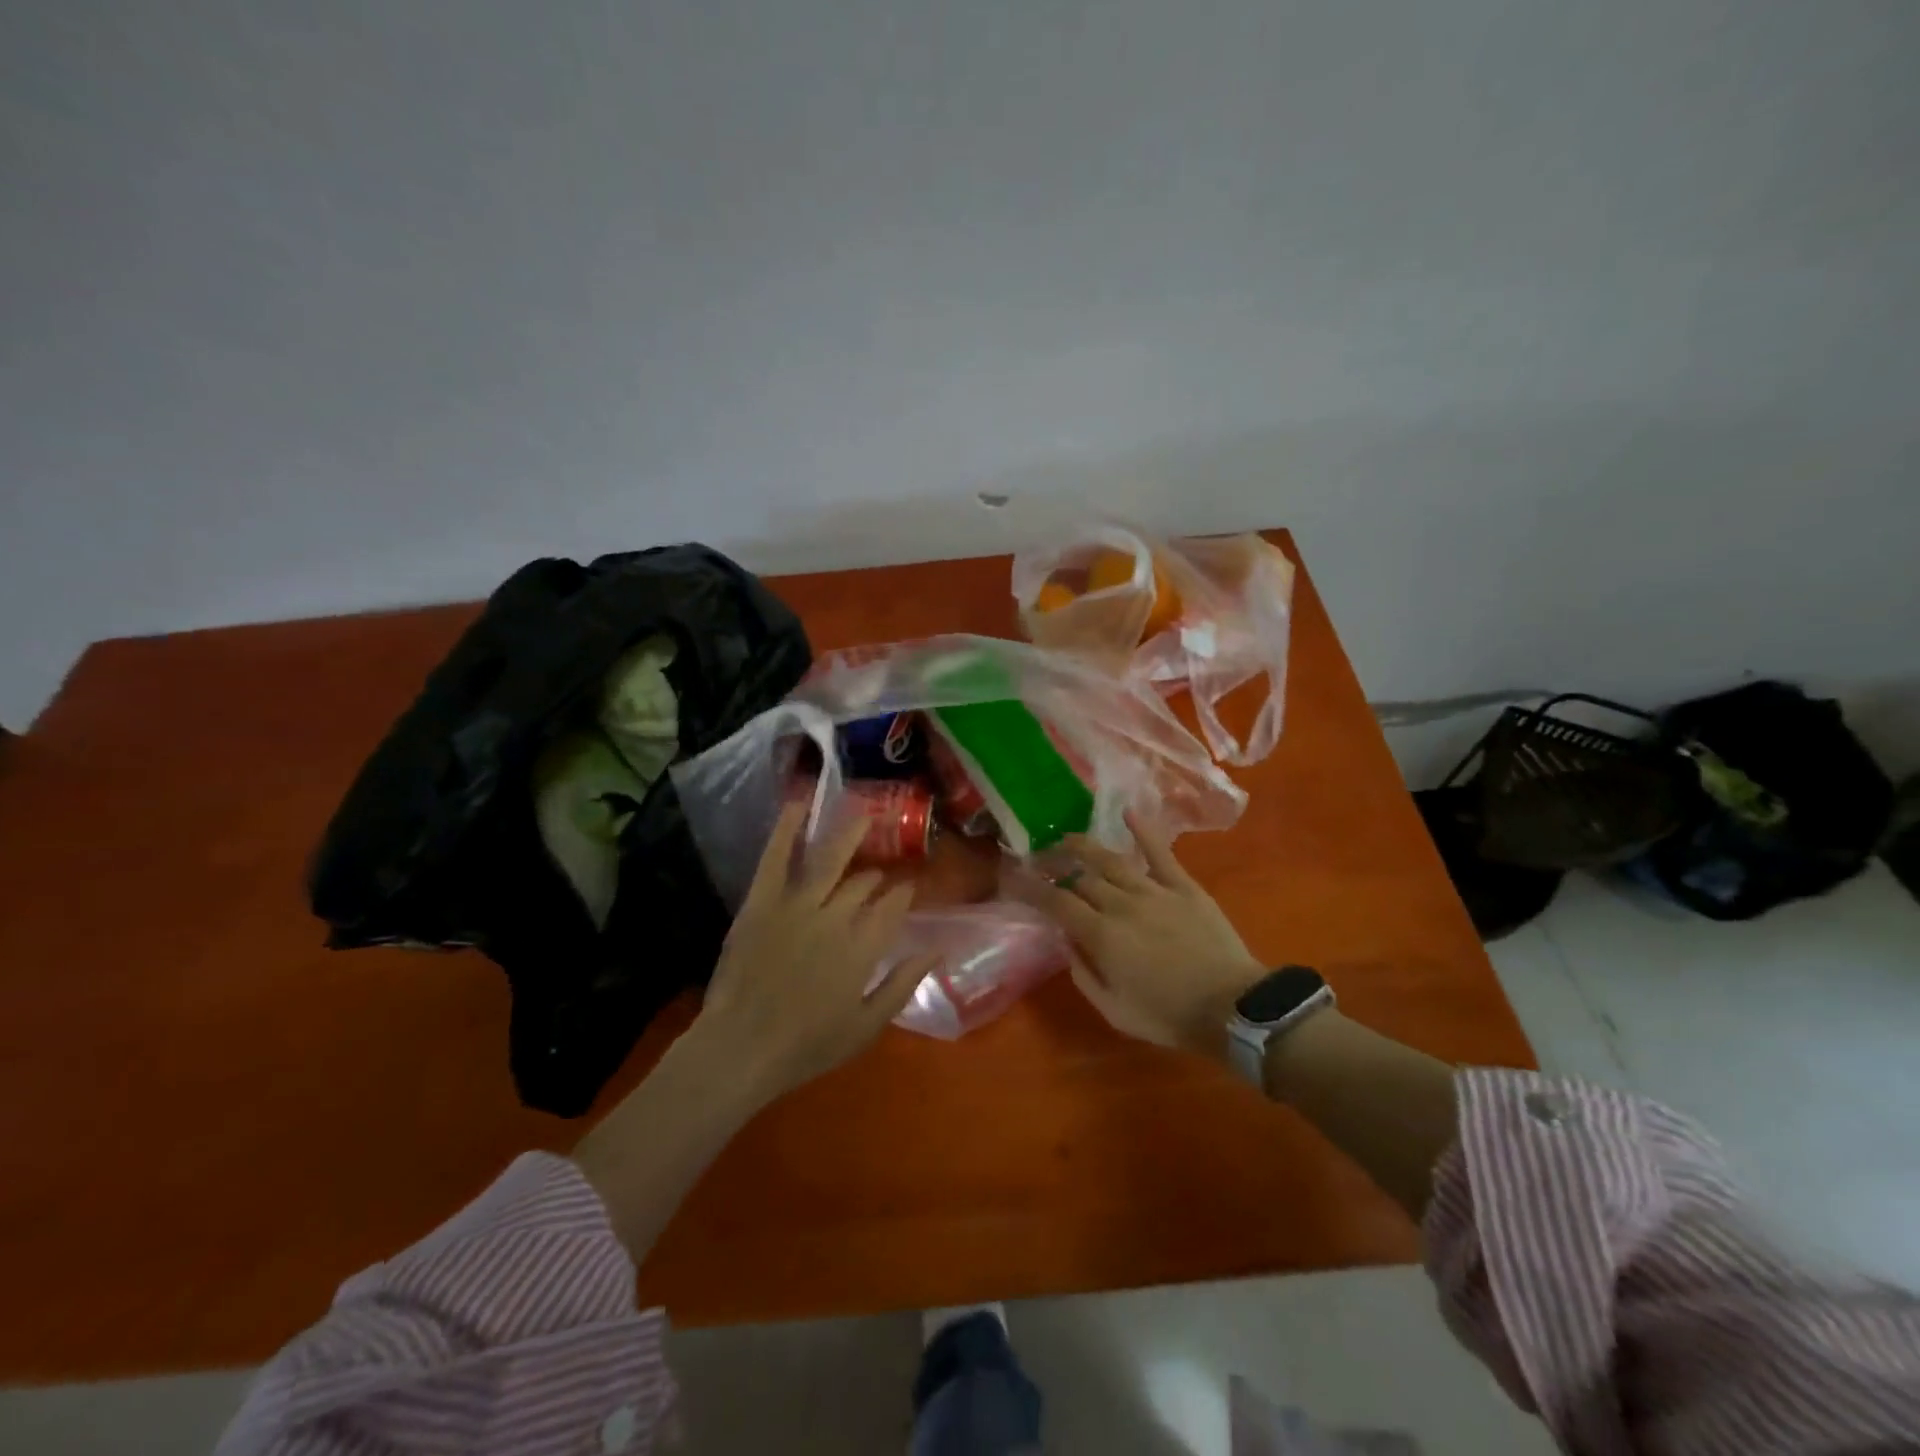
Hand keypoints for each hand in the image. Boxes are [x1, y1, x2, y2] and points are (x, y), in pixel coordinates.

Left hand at [694, 800, 936, 1106]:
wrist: (741, 1049)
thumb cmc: (807, 1046)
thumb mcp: (867, 1025)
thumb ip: (903, 984)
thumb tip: (936, 950)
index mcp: (863, 946)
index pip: (893, 907)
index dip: (903, 895)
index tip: (909, 889)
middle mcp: (836, 917)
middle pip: (863, 884)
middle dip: (876, 877)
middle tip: (879, 876)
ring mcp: (796, 904)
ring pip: (829, 860)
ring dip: (848, 835)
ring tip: (863, 815)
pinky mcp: (762, 902)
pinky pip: (776, 858)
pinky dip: (786, 829)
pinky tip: (798, 803)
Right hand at [1030, 813, 1263, 1058]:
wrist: (1233, 1007)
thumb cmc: (1169, 1016)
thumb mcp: (1114, 1011)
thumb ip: (1083, 973)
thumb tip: (1066, 941)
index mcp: (1101, 935)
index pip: (1057, 902)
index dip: (1033, 888)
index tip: (1015, 878)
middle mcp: (1121, 904)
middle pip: (1081, 876)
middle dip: (1055, 864)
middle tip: (1040, 858)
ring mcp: (1154, 890)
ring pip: (1111, 860)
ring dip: (1085, 846)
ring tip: (1067, 838)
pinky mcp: (1183, 886)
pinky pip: (1160, 853)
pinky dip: (1143, 831)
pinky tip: (1127, 813)